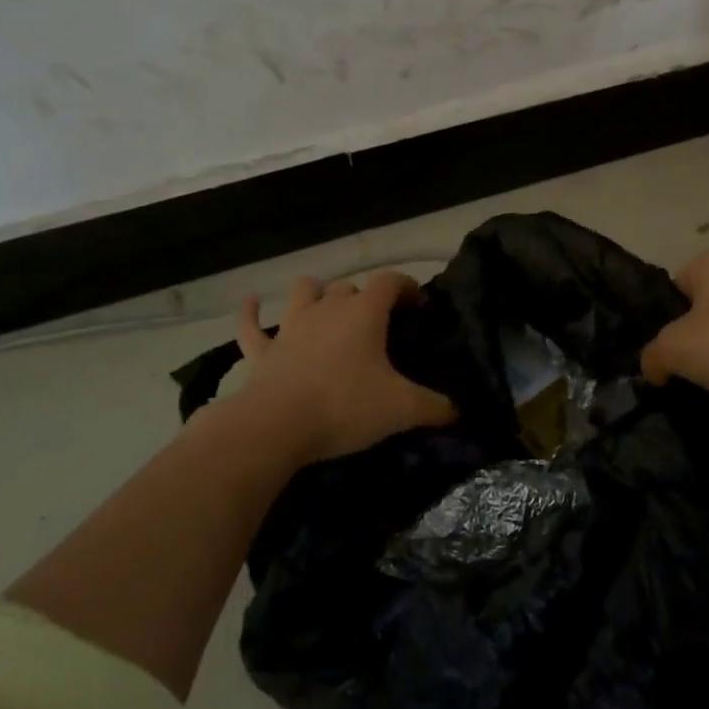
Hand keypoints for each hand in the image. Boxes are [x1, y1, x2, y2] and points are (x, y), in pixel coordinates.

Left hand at [234, 272, 456, 464]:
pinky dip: (251, 313)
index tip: (418, 303)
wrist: (276, 426)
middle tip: (376, 321)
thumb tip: (458, 411)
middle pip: (349, 286)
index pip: (390, 281)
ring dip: (315, 293)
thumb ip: (433, 407)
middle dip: (364, 296)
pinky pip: (251, 325)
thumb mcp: (401, 409)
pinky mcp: (263, 351)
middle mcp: (328, 309)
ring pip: (304, 292)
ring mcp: (291, 327)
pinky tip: (251, 303)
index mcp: (364, 313)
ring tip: (324, 303)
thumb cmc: (344, 406)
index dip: (406, 286)